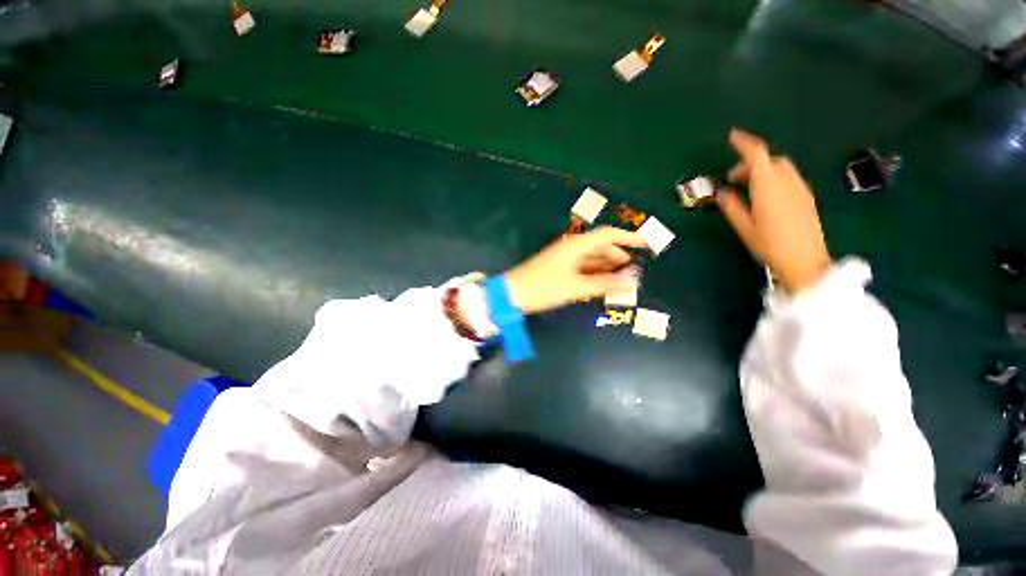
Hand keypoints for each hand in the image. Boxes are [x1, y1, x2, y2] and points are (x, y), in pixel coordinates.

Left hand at [505, 227, 646, 313]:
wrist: (513, 294)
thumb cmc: (544, 287)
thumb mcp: (576, 286)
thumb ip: (604, 284)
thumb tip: (632, 281)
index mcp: (576, 245)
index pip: (607, 235)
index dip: (628, 238)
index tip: (645, 244)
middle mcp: (571, 247)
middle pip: (600, 247)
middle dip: (617, 256)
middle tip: (632, 270)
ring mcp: (564, 257)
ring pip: (591, 258)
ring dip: (606, 266)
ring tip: (621, 279)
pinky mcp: (559, 268)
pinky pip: (582, 267)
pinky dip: (594, 273)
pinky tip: (601, 283)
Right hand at [716, 129, 832, 293]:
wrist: (806, 262)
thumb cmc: (771, 246)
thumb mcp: (745, 228)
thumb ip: (732, 207)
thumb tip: (721, 192)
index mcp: (769, 187)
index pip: (757, 155)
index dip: (744, 143)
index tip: (732, 136)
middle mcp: (787, 182)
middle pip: (769, 159)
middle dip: (750, 163)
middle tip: (733, 180)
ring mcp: (800, 188)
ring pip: (780, 167)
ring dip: (763, 170)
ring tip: (748, 189)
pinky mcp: (806, 197)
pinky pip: (788, 177)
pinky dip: (774, 178)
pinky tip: (766, 196)